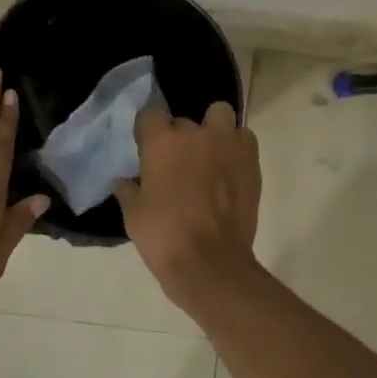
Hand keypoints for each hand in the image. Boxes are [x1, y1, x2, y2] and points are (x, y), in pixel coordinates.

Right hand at [114, 101, 260, 305]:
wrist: (210, 263)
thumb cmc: (164, 236)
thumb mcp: (133, 214)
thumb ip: (128, 190)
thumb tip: (125, 181)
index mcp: (162, 142)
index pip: (149, 113)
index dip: (147, 130)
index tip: (146, 147)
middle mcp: (196, 134)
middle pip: (184, 121)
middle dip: (179, 137)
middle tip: (176, 164)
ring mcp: (228, 145)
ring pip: (220, 115)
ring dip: (213, 129)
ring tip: (208, 154)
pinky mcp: (251, 162)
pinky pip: (243, 139)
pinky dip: (235, 147)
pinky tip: (228, 169)